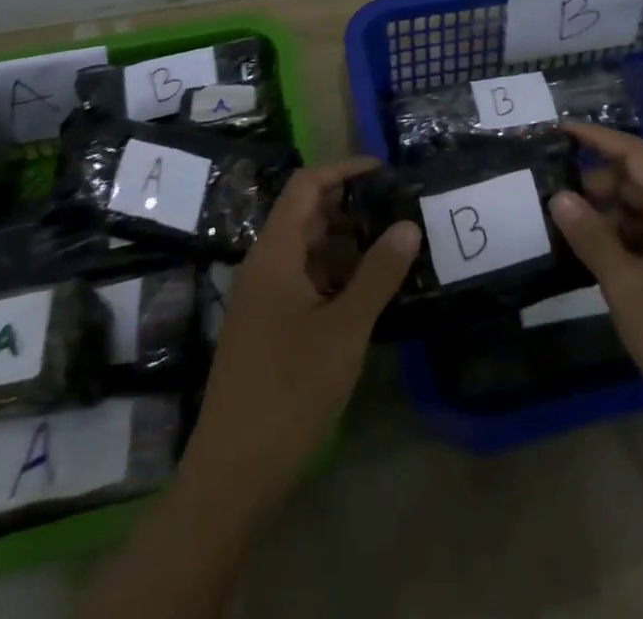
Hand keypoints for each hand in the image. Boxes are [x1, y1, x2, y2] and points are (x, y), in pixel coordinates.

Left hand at [182, 158, 418, 507]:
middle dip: (352, 208)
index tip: (384, 171)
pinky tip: (369, 294)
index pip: (306, 186)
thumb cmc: (289, 389)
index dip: (343, 170)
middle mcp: (265, 266)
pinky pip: (306, 283)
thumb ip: (378, 274)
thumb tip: (408, 224)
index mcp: (275, 253)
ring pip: (309, 252)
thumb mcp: (344, 328)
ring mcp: (264, 299)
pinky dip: (337, 277)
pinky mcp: (269, 327)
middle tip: (399, 212)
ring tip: (394, 250)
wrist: (234, 472)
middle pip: (308, 216)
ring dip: (348, 245)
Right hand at [548, 122, 642, 426]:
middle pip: (635, 182)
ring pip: (638, 214)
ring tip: (563, 231)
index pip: (634, 153)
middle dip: (595, 184)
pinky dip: (617, 243)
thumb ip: (591, 236)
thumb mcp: (627, 284)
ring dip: (604, 217)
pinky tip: (590, 262)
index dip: (598, 138)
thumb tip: (559, 196)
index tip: (560, 132)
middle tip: (554, 201)